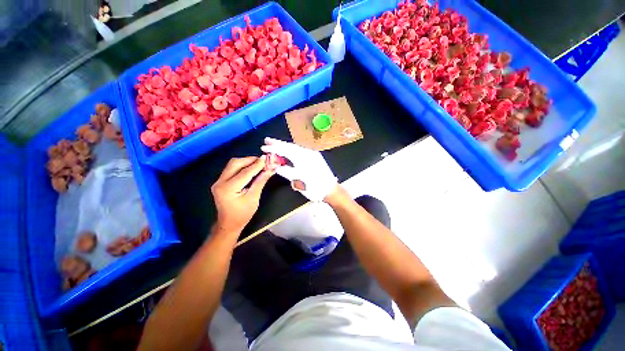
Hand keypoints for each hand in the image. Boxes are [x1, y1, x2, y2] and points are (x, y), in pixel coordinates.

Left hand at [211, 156, 273, 233]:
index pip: (245, 172)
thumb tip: (270, 170)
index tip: (267, 159)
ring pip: (233, 164)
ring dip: (246, 161)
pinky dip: (242, 166)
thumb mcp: (254, 198)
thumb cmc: (242, 214)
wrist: (228, 224)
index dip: (257, 165)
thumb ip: (261, 181)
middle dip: (250, 160)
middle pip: (235, 163)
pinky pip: (232, 168)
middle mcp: (220, 182)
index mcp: (228, 189)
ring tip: (259, 164)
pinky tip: (251, 168)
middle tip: (263, 161)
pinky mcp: (220, 181)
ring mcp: (218, 181)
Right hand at [261, 138, 336, 201]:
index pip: (286, 151)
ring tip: (275, 144)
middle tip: (267, 140)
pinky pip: (301, 151)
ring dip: (285, 146)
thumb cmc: (315, 188)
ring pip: (296, 148)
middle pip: (290, 146)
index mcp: (303, 159)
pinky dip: (292, 150)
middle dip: (278, 143)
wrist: (331, 190)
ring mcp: (312, 154)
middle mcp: (308, 153)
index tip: (263, 147)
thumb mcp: (299, 183)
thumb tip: (277, 167)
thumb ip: (287, 172)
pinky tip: (288, 151)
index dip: (274, 149)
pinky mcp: (315, 157)